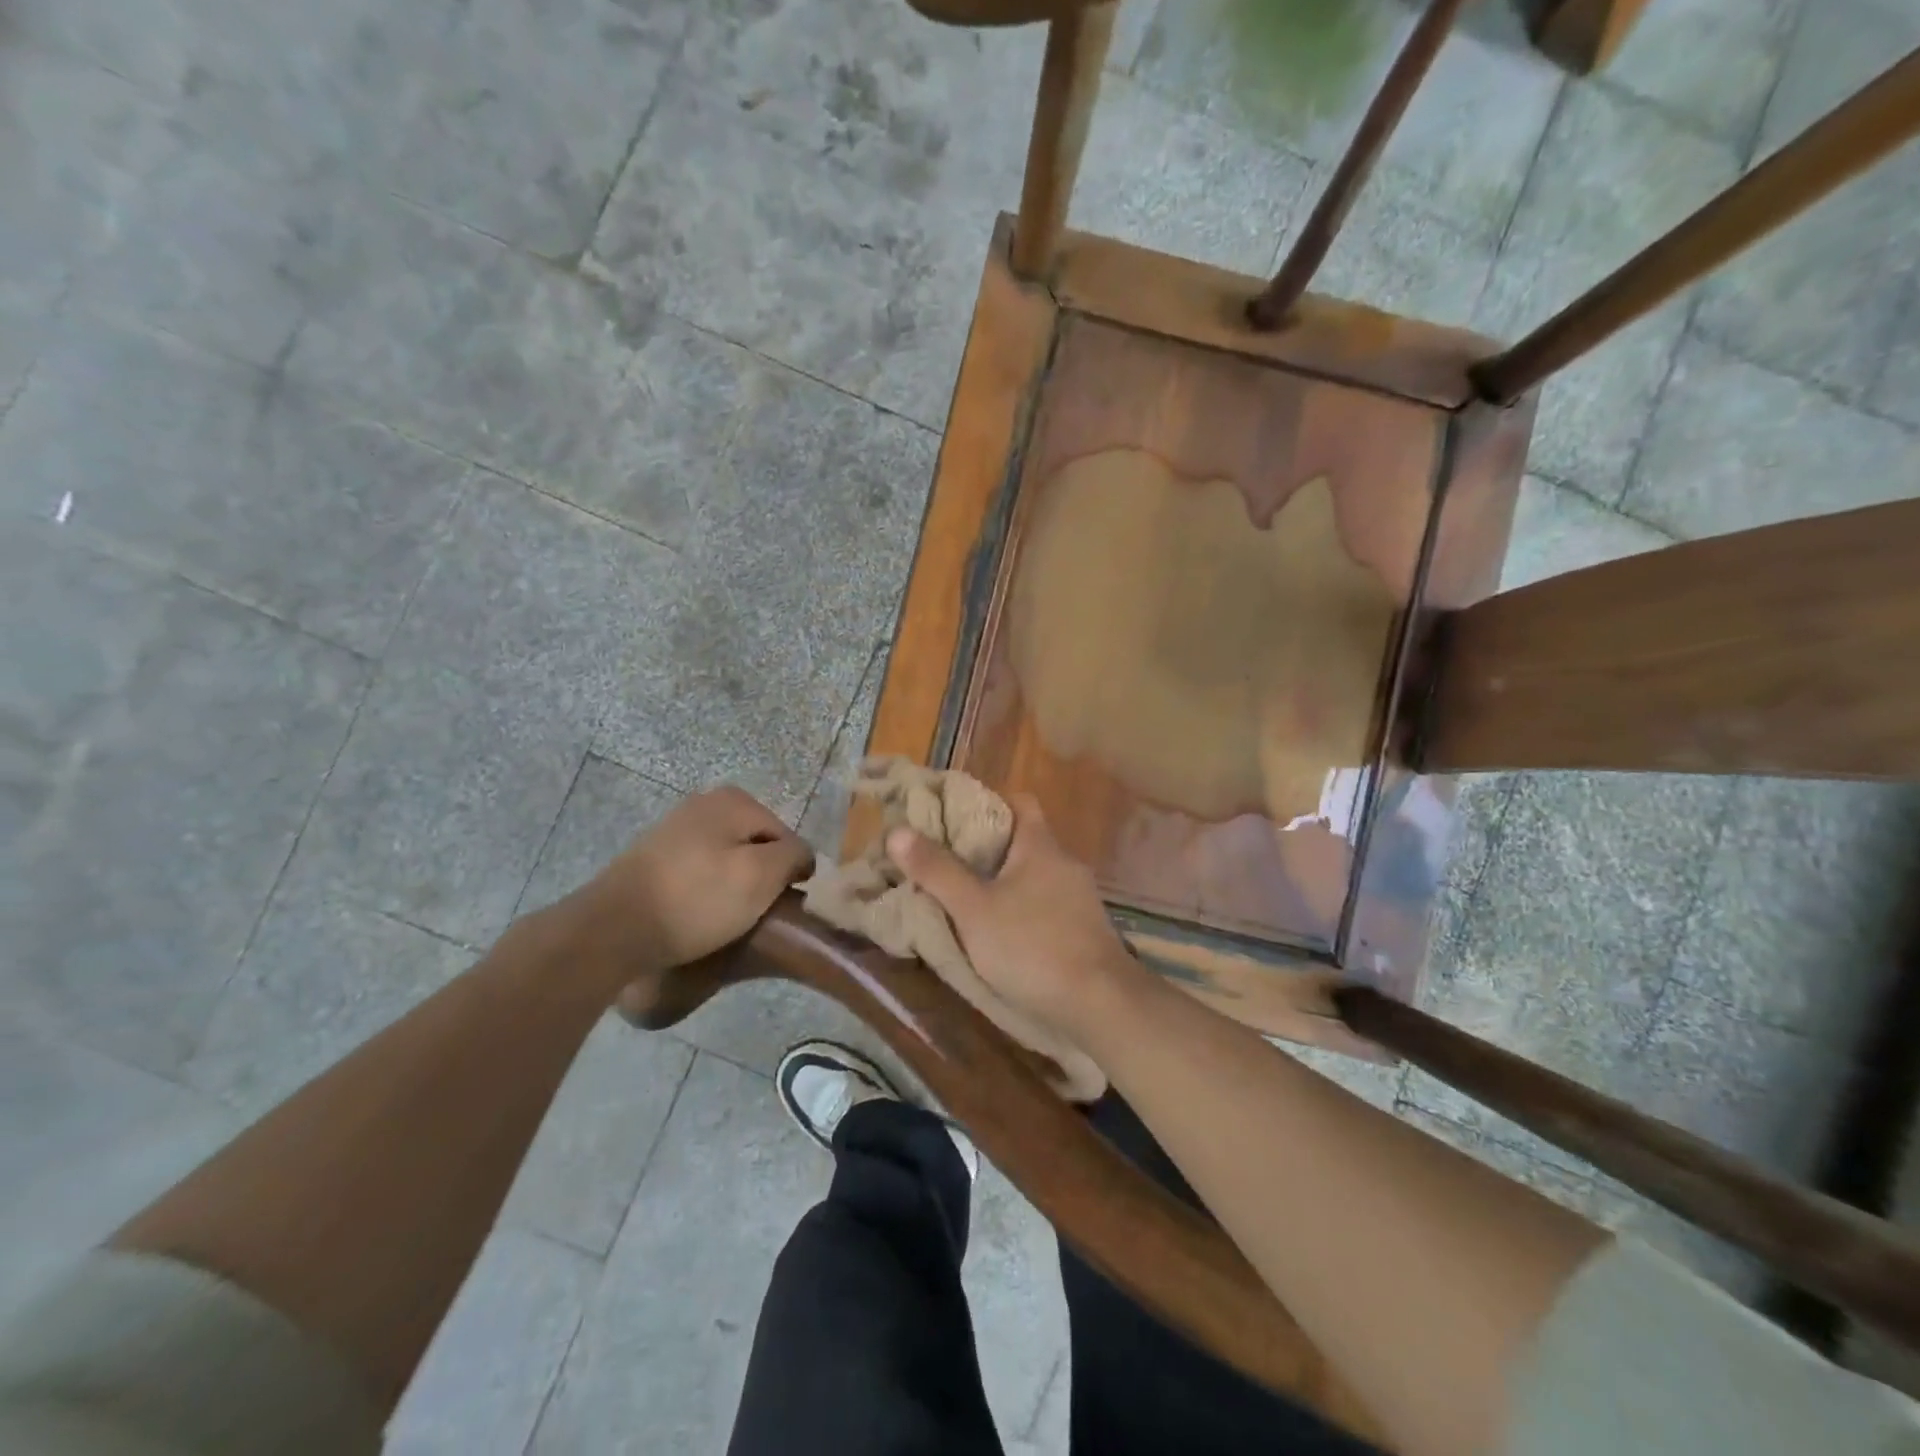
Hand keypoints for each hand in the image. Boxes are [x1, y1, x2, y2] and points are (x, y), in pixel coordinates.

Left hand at [582, 786, 812, 972]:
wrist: (612, 928)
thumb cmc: (697, 899)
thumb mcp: (761, 876)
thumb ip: (794, 856)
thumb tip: (802, 856)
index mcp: (735, 800)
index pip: (788, 838)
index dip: (790, 874)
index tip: (779, 905)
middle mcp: (705, 802)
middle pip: (757, 846)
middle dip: (760, 877)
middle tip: (753, 913)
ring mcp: (676, 827)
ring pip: (728, 858)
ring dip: (732, 886)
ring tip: (724, 919)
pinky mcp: (654, 855)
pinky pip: (699, 870)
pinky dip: (704, 890)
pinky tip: (696, 914)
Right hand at [886, 795, 1144, 1041]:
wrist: (1101, 1003)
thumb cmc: (1032, 946)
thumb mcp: (974, 909)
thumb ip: (937, 871)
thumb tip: (898, 831)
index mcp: (1040, 845)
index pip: (1019, 801)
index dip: (988, 802)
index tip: (954, 818)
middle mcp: (1065, 863)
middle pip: (1025, 839)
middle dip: (989, 848)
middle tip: (950, 863)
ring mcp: (1081, 898)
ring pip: (1037, 875)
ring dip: (1008, 883)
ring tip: (971, 900)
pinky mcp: (1087, 930)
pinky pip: (1049, 906)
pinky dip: (1026, 910)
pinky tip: (1007, 934)